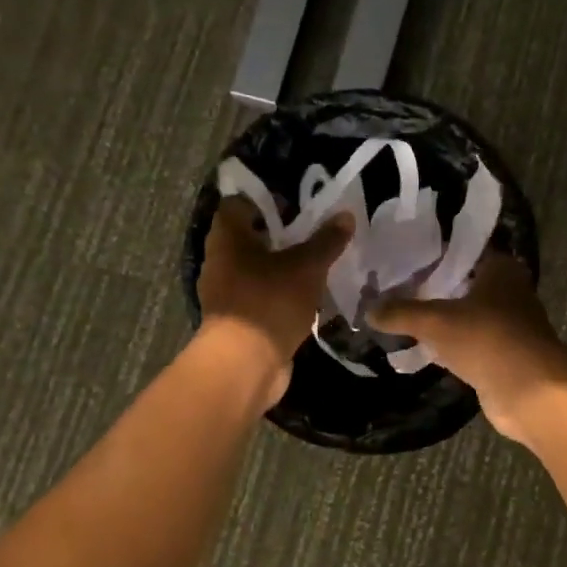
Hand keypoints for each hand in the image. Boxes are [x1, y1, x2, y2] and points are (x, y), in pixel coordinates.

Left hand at [197, 198, 352, 408]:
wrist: (244, 366)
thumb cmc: (269, 302)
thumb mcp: (307, 267)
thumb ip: (326, 241)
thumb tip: (345, 215)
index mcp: (228, 238)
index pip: (239, 203)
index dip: (267, 200)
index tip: (296, 206)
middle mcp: (220, 261)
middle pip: (249, 237)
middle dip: (281, 235)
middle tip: (315, 234)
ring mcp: (226, 292)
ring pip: (257, 268)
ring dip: (283, 266)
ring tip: (318, 265)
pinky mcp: (238, 319)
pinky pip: (261, 295)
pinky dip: (281, 293)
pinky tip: (308, 297)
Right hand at [370, 253, 566, 444]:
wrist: (531, 391)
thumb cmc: (487, 338)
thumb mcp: (436, 321)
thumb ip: (401, 313)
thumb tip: (368, 310)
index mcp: (501, 269)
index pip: (461, 251)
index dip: (432, 255)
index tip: (401, 260)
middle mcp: (509, 291)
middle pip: (463, 284)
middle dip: (432, 289)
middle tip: (394, 290)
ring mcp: (510, 326)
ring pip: (467, 316)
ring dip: (442, 320)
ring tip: (402, 318)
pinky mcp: (505, 356)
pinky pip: (471, 344)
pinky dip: (451, 346)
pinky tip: (423, 348)